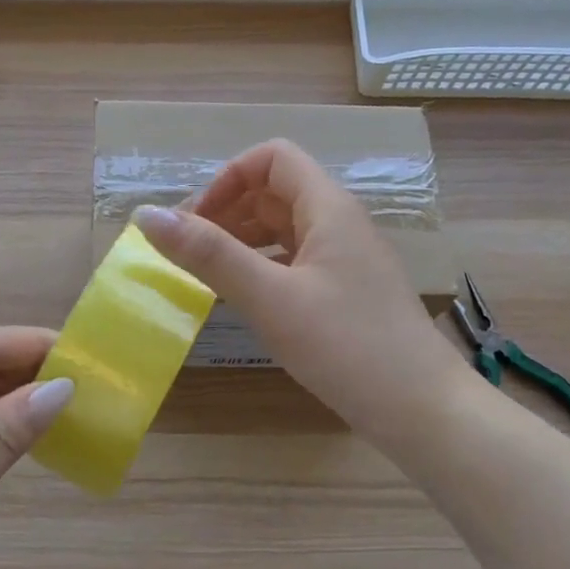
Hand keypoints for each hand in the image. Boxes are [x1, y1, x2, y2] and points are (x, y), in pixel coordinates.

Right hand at [134, 140, 471, 445]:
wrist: (423, 410)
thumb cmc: (346, 345)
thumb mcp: (270, 298)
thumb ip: (209, 254)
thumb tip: (146, 214)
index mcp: (327, 207)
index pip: (272, 158)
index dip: (228, 178)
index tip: (195, 221)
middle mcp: (340, 222)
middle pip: (276, 191)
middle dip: (228, 209)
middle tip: (188, 251)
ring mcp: (347, 258)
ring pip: (285, 227)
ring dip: (243, 239)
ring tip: (207, 273)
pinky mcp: (347, 291)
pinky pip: (296, 260)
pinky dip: (263, 266)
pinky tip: (245, 297)